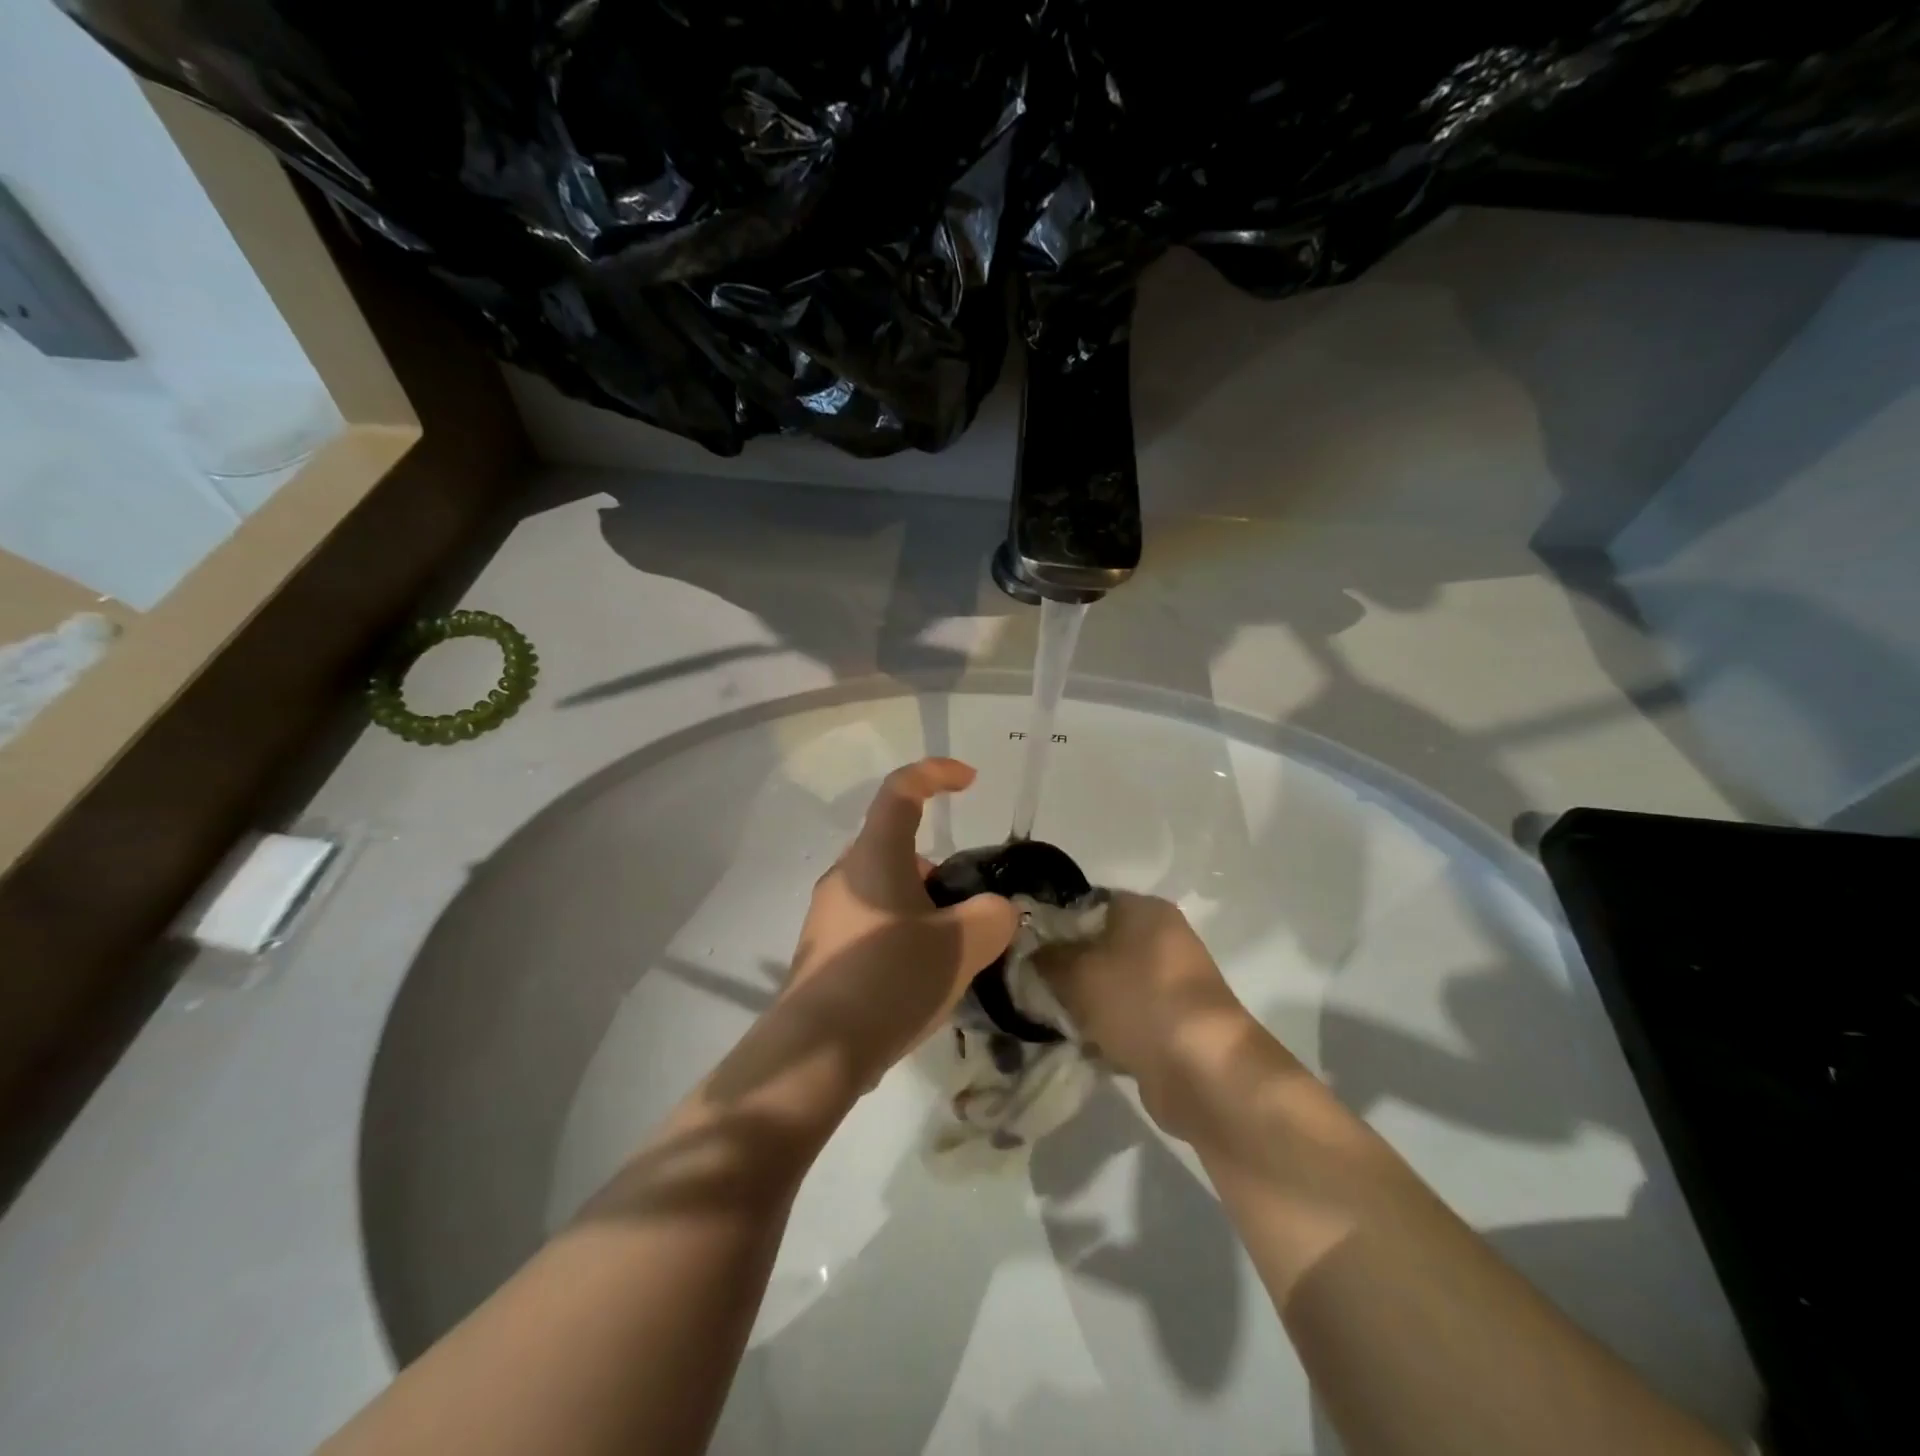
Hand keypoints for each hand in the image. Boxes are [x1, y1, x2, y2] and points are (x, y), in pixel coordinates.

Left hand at [780, 759, 1018, 1088]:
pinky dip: (902, 935)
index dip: (936, 774)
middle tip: (968, 906)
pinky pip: (872, 925)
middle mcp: (845, 876)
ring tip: (952, 952)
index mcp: (874, 857)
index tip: (969, 781)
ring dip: (922, 906)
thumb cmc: (890, 978)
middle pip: (897, 847)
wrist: (817, 1051)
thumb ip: (993, 916)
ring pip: (885, 890)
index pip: (901, 791)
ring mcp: (828, 916)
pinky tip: (921, 980)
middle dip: (939, 868)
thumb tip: (995, 911)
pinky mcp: (824, 953)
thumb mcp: (962, 945)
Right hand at [1037, 892, 1261, 1133]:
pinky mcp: (1175, 1023)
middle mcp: (1162, 938)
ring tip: (1053, 1018)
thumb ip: (1046, 957)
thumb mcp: (1075, 972)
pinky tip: (1083, 1045)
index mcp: (1144, 909)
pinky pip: (1128, 1017)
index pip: (1087, 902)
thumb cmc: (1137, 1001)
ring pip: (1111, 984)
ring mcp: (1172, 982)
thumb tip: (1031, 951)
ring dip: (1085, 1002)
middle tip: (1033, 985)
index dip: (1053, 922)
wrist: (1202, 1070)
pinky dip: (1107, 1030)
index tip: (1025, 946)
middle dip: (1066, 967)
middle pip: (1099, 944)